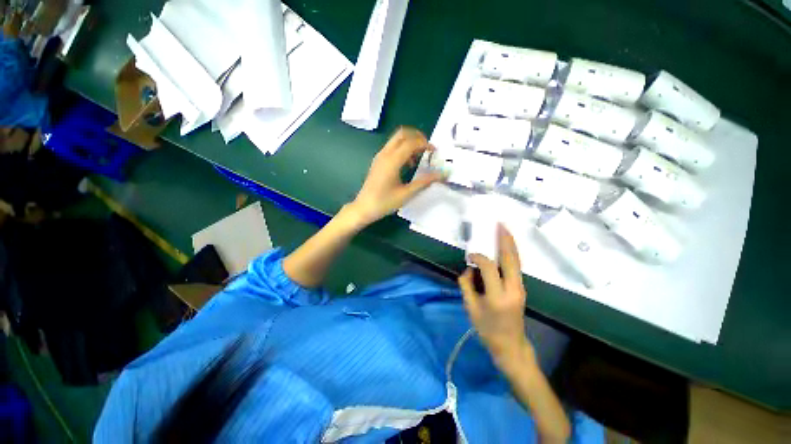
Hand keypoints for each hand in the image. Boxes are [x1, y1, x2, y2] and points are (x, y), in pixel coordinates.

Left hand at [349, 127, 443, 225]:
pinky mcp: (378, 161)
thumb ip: (424, 182)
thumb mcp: (406, 194)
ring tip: (420, 157)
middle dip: (417, 137)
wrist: (364, 208)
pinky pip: (392, 147)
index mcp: (392, 161)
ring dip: (410, 143)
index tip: (435, 152)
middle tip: (427, 148)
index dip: (425, 143)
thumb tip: (442, 174)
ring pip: (396, 139)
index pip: (411, 142)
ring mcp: (380, 156)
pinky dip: (402, 149)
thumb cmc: (384, 202)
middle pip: (402, 133)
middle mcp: (385, 154)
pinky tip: (408, 164)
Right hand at [459, 224, 533, 365]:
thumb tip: (469, 269)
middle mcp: (513, 289)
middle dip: (505, 240)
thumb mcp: (470, 308)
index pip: (488, 267)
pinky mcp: (522, 288)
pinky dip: (511, 253)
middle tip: (500, 225)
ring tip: (504, 230)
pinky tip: (506, 246)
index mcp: (497, 296)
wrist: (510, 346)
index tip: (470, 256)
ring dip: (510, 244)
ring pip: (516, 261)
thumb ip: (466, 285)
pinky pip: (516, 267)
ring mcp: (521, 288)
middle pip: (510, 259)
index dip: (478, 257)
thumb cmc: (488, 329)